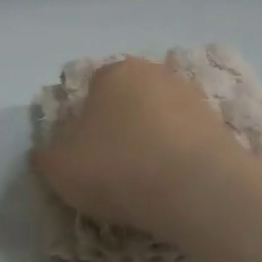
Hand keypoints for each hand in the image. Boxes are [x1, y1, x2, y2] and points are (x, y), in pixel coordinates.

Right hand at [32, 57, 242, 241]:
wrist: (196, 188)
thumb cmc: (119, 169)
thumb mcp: (61, 170)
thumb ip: (46, 156)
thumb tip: (45, 152)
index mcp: (112, 73)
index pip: (92, 90)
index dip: (86, 123)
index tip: (87, 156)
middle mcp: (152, 72)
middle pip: (129, 99)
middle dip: (121, 127)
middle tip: (115, 168)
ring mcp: (189, 94)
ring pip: (160, 116)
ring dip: (153, 140)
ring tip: (148, 181)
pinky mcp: (217, 120)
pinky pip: (187, 136)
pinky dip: (179, 154)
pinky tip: (175, 182)